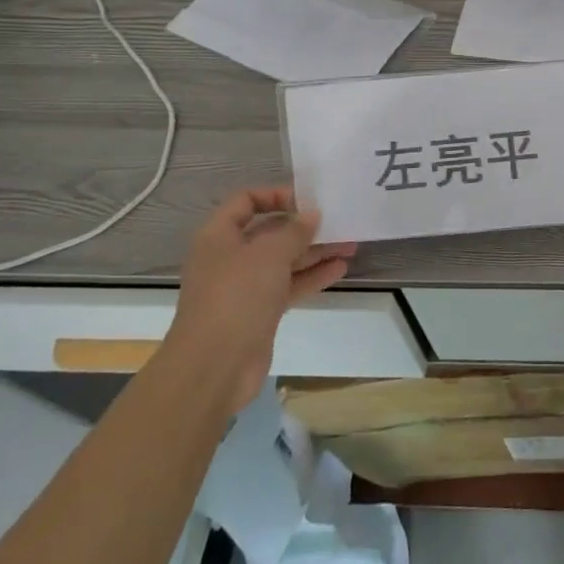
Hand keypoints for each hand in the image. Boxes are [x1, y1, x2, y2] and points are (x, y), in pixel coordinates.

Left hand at [162, 187, 355, 412]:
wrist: (213, 368)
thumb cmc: (236, 297)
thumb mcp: (269, 254)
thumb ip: (294, 230)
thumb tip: (312, 214)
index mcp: (219, 236)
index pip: (247, 200)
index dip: (277, 195)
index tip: (308, 200)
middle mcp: (230, 257)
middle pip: (271, 231)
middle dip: (306, 226)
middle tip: (340, 222)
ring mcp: (245, 286)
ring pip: (284, 260)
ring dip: (315, 251)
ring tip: (350, 244)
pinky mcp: (259, 311)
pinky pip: (289, 285)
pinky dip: (312, 276)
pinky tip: (340, 269)